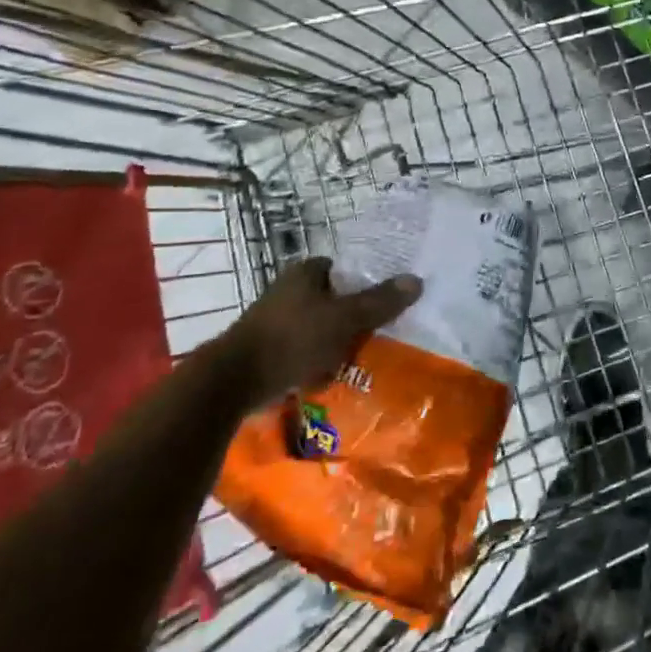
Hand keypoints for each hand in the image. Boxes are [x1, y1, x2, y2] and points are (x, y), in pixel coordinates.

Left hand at [214, 258, 421, 406]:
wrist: (233, 382)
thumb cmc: (292, 338)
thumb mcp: (344, 318)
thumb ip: (379, 301)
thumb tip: (417, 280)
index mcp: (306, 272)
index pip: (345, 269)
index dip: (366, 283)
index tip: (385, 302)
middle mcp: (289, 290)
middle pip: (334, 299)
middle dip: (352, 318)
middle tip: (377, 333)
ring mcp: (275, 320)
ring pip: (319, 327)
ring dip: (335, 342)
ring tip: (358, 359)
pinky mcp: (267, 349)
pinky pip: (303, 350)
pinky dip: (316, 361)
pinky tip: (328, 376)